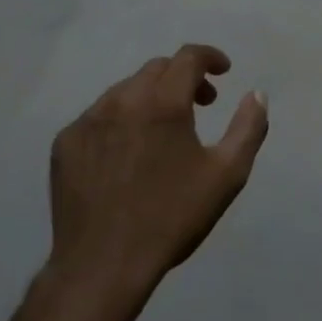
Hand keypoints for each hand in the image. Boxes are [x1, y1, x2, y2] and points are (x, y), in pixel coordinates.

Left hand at [49, 45, 268, 296]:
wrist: (104, 264)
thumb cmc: (172, 218)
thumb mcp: (226, 175)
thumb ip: (248, 127)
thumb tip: (256, 94)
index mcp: (162, 102)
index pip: (188, 57)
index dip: (210, 57)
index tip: (223, 72)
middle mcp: (121, 99)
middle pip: (156, 70)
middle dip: (183, 78)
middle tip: (201, 105)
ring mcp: (87, 120)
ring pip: (124, 91)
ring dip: (150, 98)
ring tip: (163, 132)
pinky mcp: (65, 142)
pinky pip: (98, 117)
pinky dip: (119, 121)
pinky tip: (127, 155)